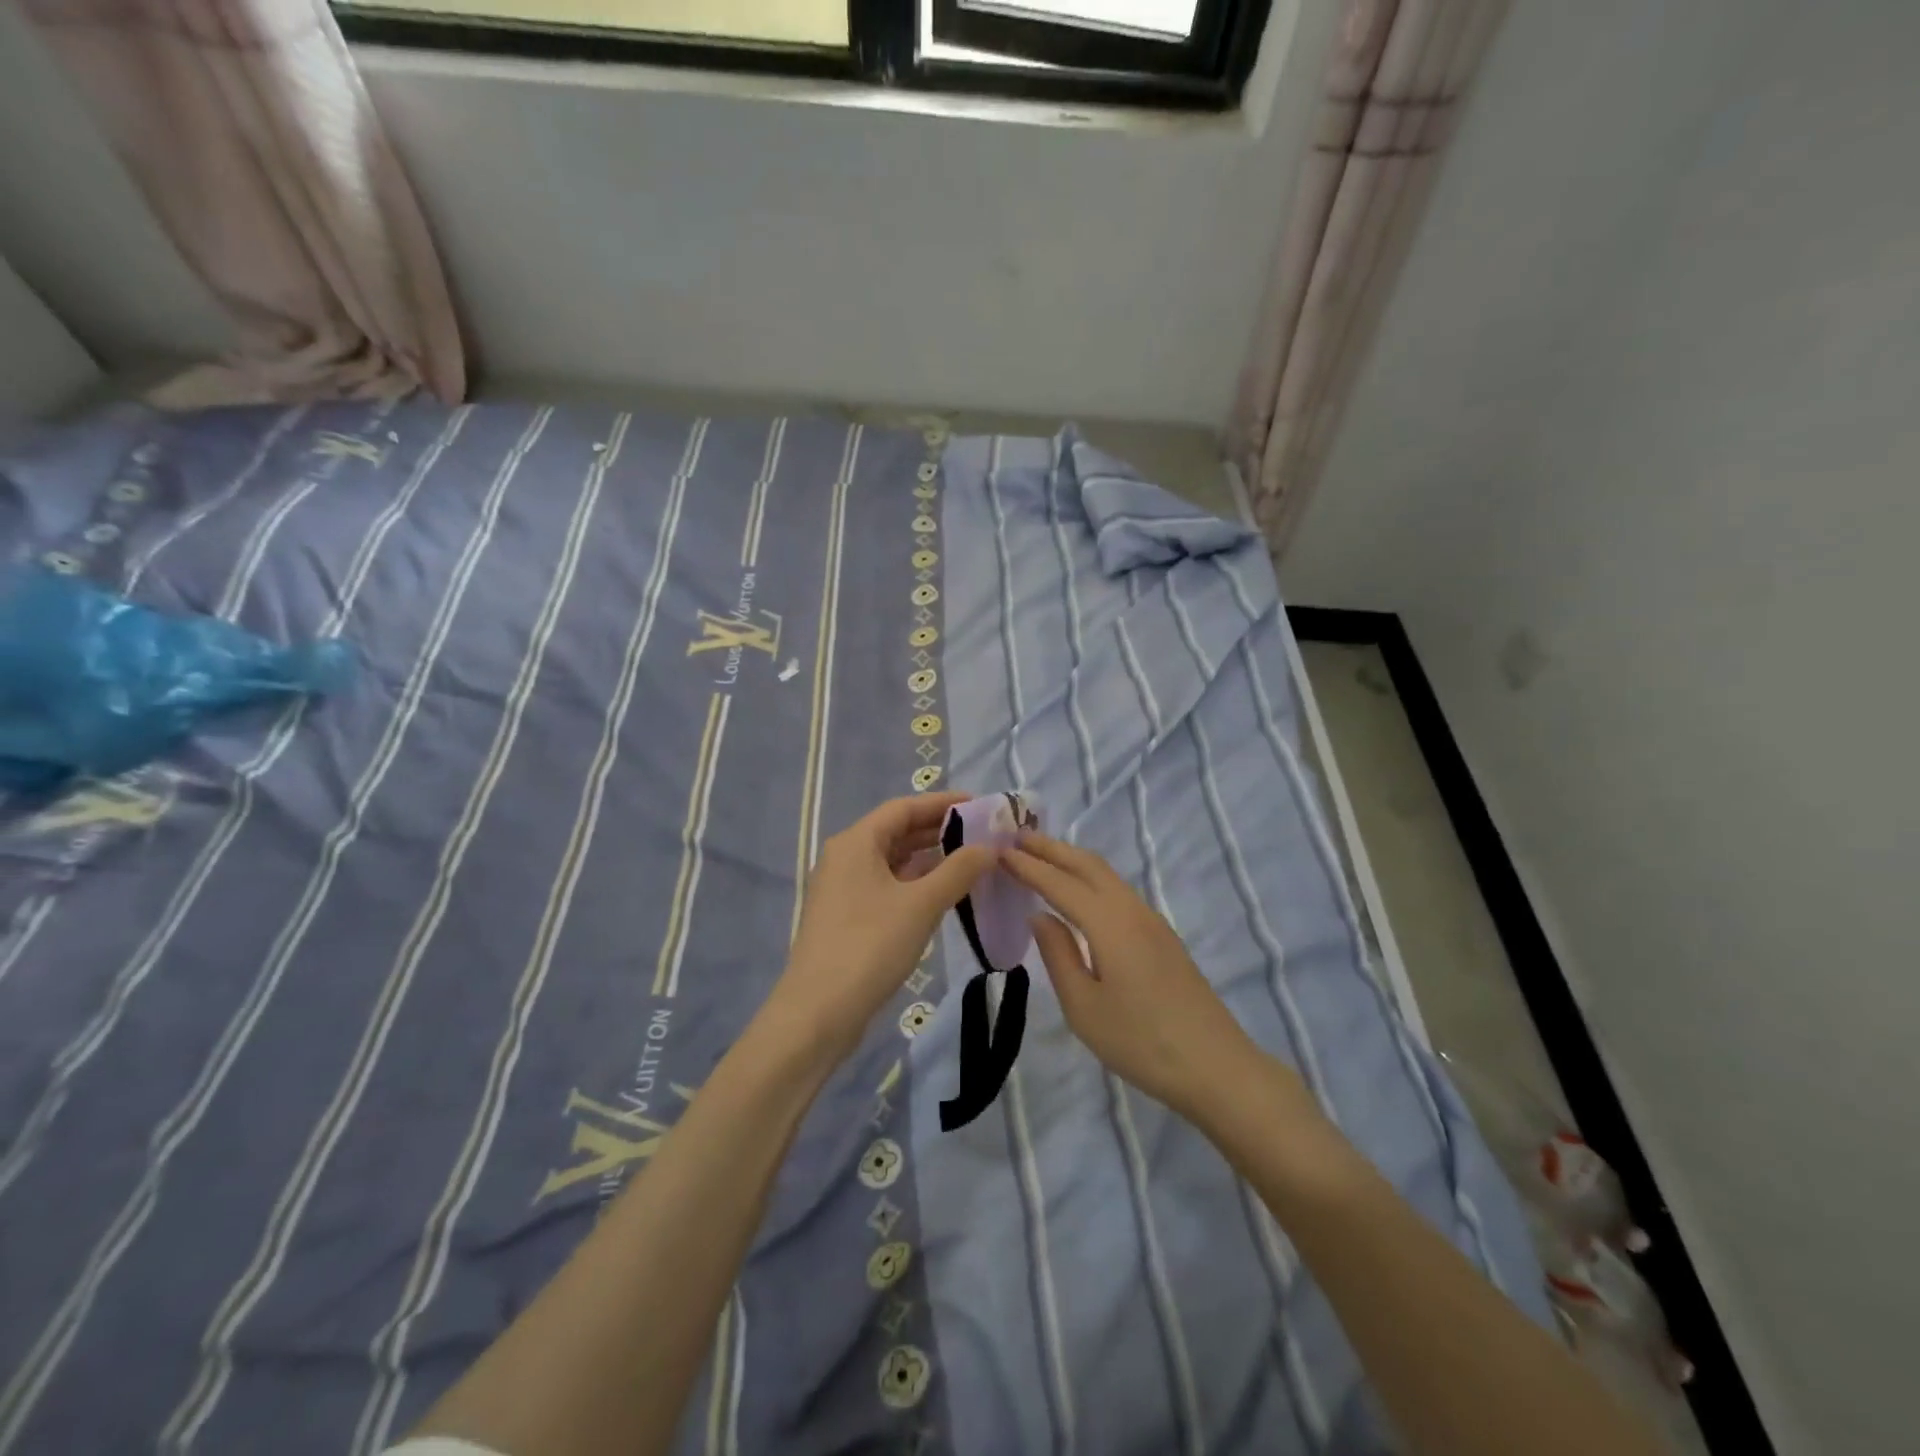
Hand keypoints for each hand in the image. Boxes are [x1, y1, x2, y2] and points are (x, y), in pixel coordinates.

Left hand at [770, 792, 995, 1063]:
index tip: (980, 805)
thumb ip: (958, 870)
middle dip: (939, 830)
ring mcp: (843, 888)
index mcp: (855, 842)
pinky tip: (943, 893)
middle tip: (982, 834)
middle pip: (896, 831)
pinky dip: (915, 883)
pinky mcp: (846, 916)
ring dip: (929, 858)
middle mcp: (845, 857)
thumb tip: (989, 847)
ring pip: (892, 861)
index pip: (903, 808)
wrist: (818, 1013)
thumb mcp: (921, 905)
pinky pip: (886, 885)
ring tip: (970, 861)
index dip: (943, 803)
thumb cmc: (870, 946)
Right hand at [1004, 831, 1279, 1121]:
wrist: (1217, 1067)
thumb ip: (1059, 955)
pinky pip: (1118, 892)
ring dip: (1072, 861)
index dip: (1029, 867)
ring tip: (1041, 857)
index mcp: (1110, 924)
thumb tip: (1040, 917)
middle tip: (1017, 838)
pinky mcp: (1162, 937)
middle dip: (1052, 849)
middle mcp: (1132, 911)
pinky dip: (1090, 879)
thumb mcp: (1084, 1008)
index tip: (999, 851)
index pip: (1060, 884)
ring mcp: (1152, 921)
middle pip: (1088, 865)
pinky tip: (1078, 893)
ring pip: (1107, 876)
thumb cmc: (1141, 1042)